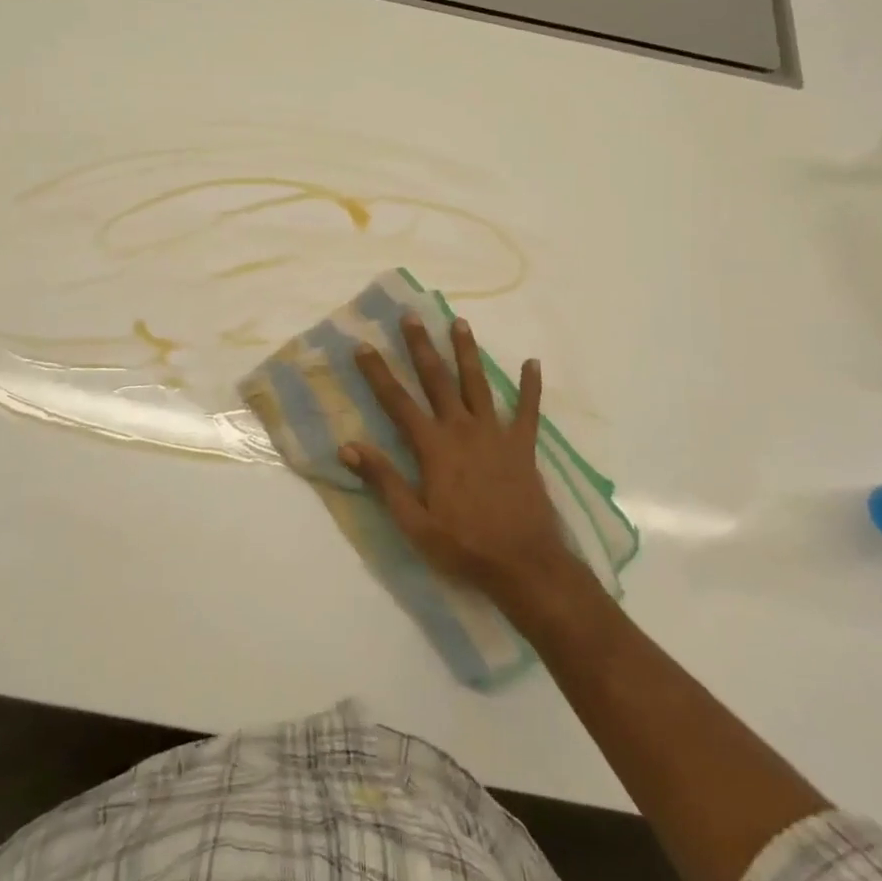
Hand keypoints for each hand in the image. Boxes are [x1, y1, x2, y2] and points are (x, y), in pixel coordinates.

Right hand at [340, 314, 576, 612]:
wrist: (524, 564)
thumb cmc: (463, 546)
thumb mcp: (414, 522)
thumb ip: (383, 480)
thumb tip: (348, 447)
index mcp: (433, 448)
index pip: (398, 402)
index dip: (378, 373)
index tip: (363, 346)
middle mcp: (462, 430)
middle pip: (437, 380)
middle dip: (421, 347)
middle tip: (411, 316)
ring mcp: (496, 435)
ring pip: (478, 384)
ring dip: (467, 352)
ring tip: (460, 322)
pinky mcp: (523, 446)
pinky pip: (528, 410)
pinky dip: (530, 386)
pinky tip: (533, 363)